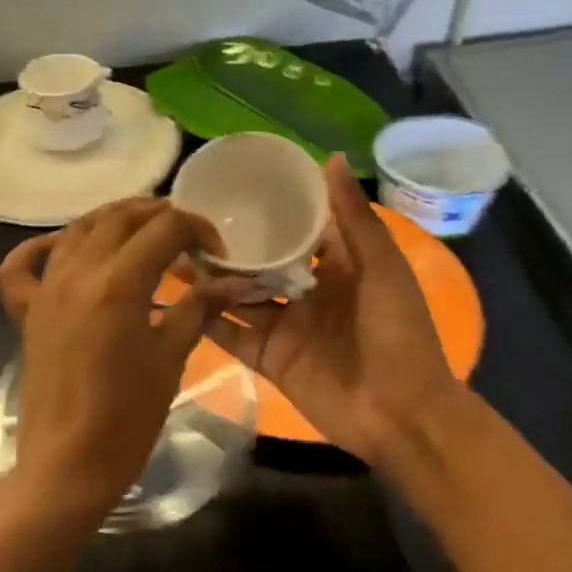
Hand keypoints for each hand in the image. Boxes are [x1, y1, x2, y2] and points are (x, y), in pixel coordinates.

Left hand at [0, 199, 225, 517]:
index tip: (217, 252)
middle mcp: (76, 273)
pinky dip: (42, 247)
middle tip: (186, 237)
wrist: (68, 466)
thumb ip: (197, 309)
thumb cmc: (127, 419)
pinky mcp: (26, 312)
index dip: (197, 229)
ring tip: (143, 232)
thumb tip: (233, 281)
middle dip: (158, 216)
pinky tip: (63, 247)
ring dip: (113, 221)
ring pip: (77, 231)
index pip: (164, 229)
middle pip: (119, 219)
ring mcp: (45, 290)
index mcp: (118, 284)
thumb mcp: (170, 359)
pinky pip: (21, 266)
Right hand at [203, 156, 463, 466]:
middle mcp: (305, 292)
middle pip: (259, 263)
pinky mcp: (270, 360)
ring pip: (239, 297)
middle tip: (184, 222)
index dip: (268, 209)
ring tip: (171, 255)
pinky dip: (208, 322)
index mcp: (336, 266)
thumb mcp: (381, 268)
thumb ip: (353, 218)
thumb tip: (328, 158)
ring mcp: (285, 327)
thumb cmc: (398, 333)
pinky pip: (234, 337)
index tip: (230, 185)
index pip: (296, 229)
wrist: (401, 414)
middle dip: (228, 246)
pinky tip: (176, 302)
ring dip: (210, 280)